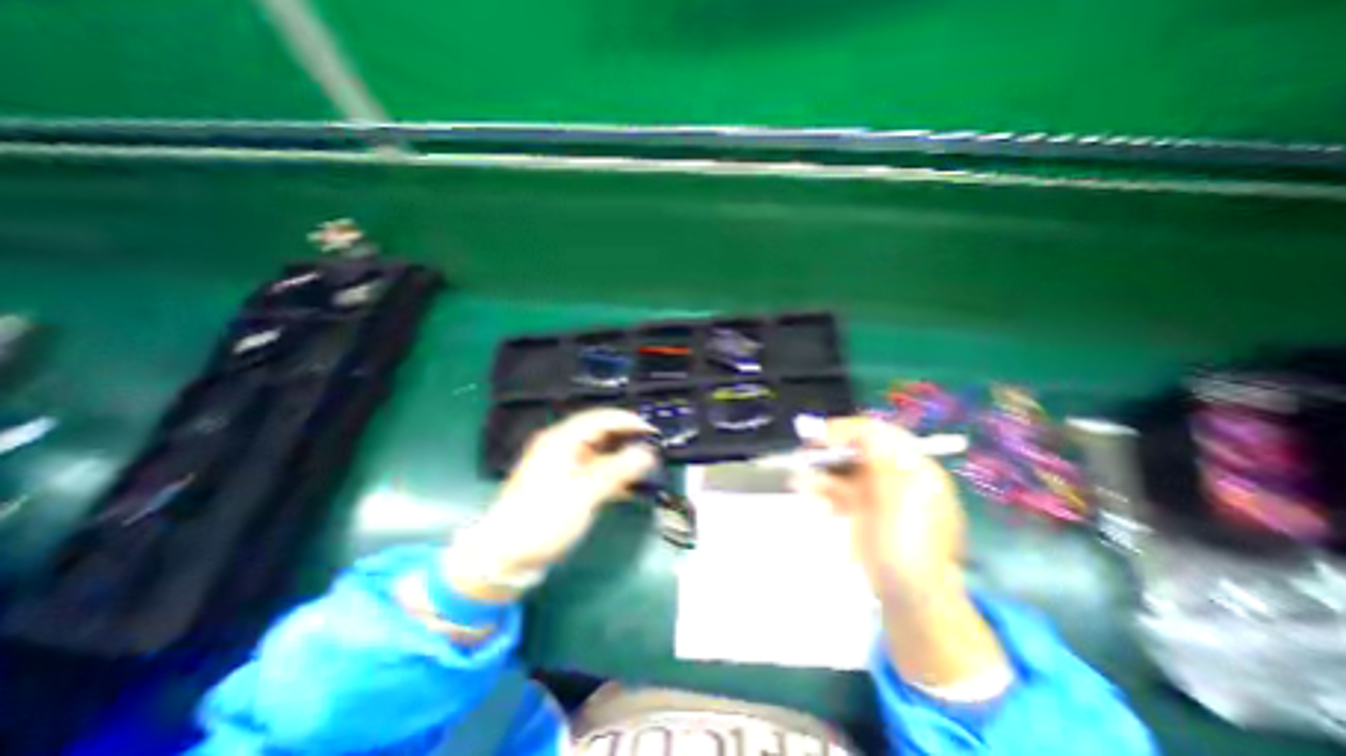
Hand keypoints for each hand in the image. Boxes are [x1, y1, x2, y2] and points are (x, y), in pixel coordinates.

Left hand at [445, 410, 657, 593]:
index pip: (600, 419)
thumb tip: (647, 453)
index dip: (627, 421)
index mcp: (561, 440)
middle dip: (626, 438)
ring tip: (645, 466)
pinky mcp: (564, 484)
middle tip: (651, 448)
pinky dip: (611, 475)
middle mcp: (562, 447)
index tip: (651, 431)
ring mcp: (563, 466)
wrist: (504, 558)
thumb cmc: (542, 520)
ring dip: (621, 458)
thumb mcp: (583, 494)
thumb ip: (617, 471)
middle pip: (600, 433)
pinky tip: (628, 486)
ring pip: (599, 453)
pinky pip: (593, 471)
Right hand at [791, 416, 966, 604]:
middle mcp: (896, 475)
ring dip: (821, 471)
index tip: (817, 436)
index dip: (847, 429)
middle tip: (803, 454)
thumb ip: (881, 462)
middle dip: (829, 450)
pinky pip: (840, 491)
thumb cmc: (908, 548)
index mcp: (914, 468)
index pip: (879, 433)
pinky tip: (808, 492)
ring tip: (798, 479)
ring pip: (844, 471)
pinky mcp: (864, 510)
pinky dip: (823, 490)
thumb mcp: (897, 500)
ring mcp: (879, 493)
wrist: (910, 599)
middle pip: (858, 449)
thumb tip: (864, 429)